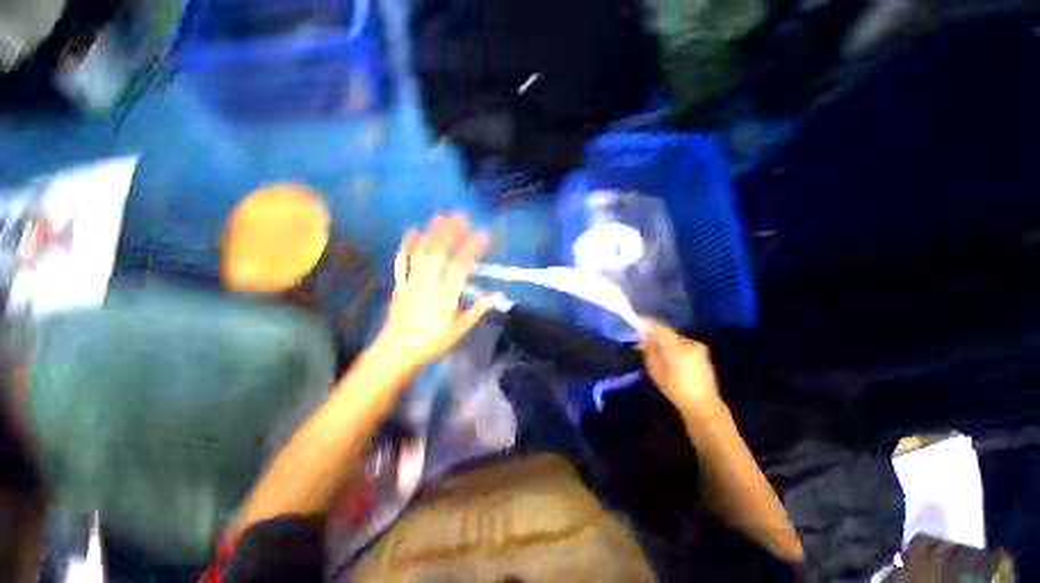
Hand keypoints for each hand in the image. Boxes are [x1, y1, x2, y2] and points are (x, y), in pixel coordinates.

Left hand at [376, 214, 493, 367]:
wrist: (398, 351)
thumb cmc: (433, 342)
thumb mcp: (460, 329)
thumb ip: (477, 310)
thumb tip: (497, 295)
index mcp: (446, 296)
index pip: (462, 267)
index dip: (473, 249)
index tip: (484, 235)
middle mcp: (429, 284)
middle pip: (440, 254)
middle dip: (451, 233)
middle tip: (461, 216)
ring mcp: (412, 282)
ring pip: (422, 253)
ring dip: (432, 233)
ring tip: (440, 215)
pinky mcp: (400, 284)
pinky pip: (402, 262)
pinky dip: (407, 245)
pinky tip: (411, 231)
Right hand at [639, 319, 723, 417]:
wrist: (703, 404)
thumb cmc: (675, 390)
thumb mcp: (656, 371)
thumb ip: (649, 351)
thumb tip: (643, 336)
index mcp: (677, 349)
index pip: (660, 328)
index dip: (648, 323)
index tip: (639, 323)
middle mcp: (689, 343)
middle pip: (667, 333)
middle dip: (655, 336)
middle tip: (646, 345)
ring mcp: (698, 347)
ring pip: (675, 339)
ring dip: (666, 343)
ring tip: (660, 356)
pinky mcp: (703, 352)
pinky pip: (683, 344)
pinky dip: (675, 348)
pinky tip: (673, 361)